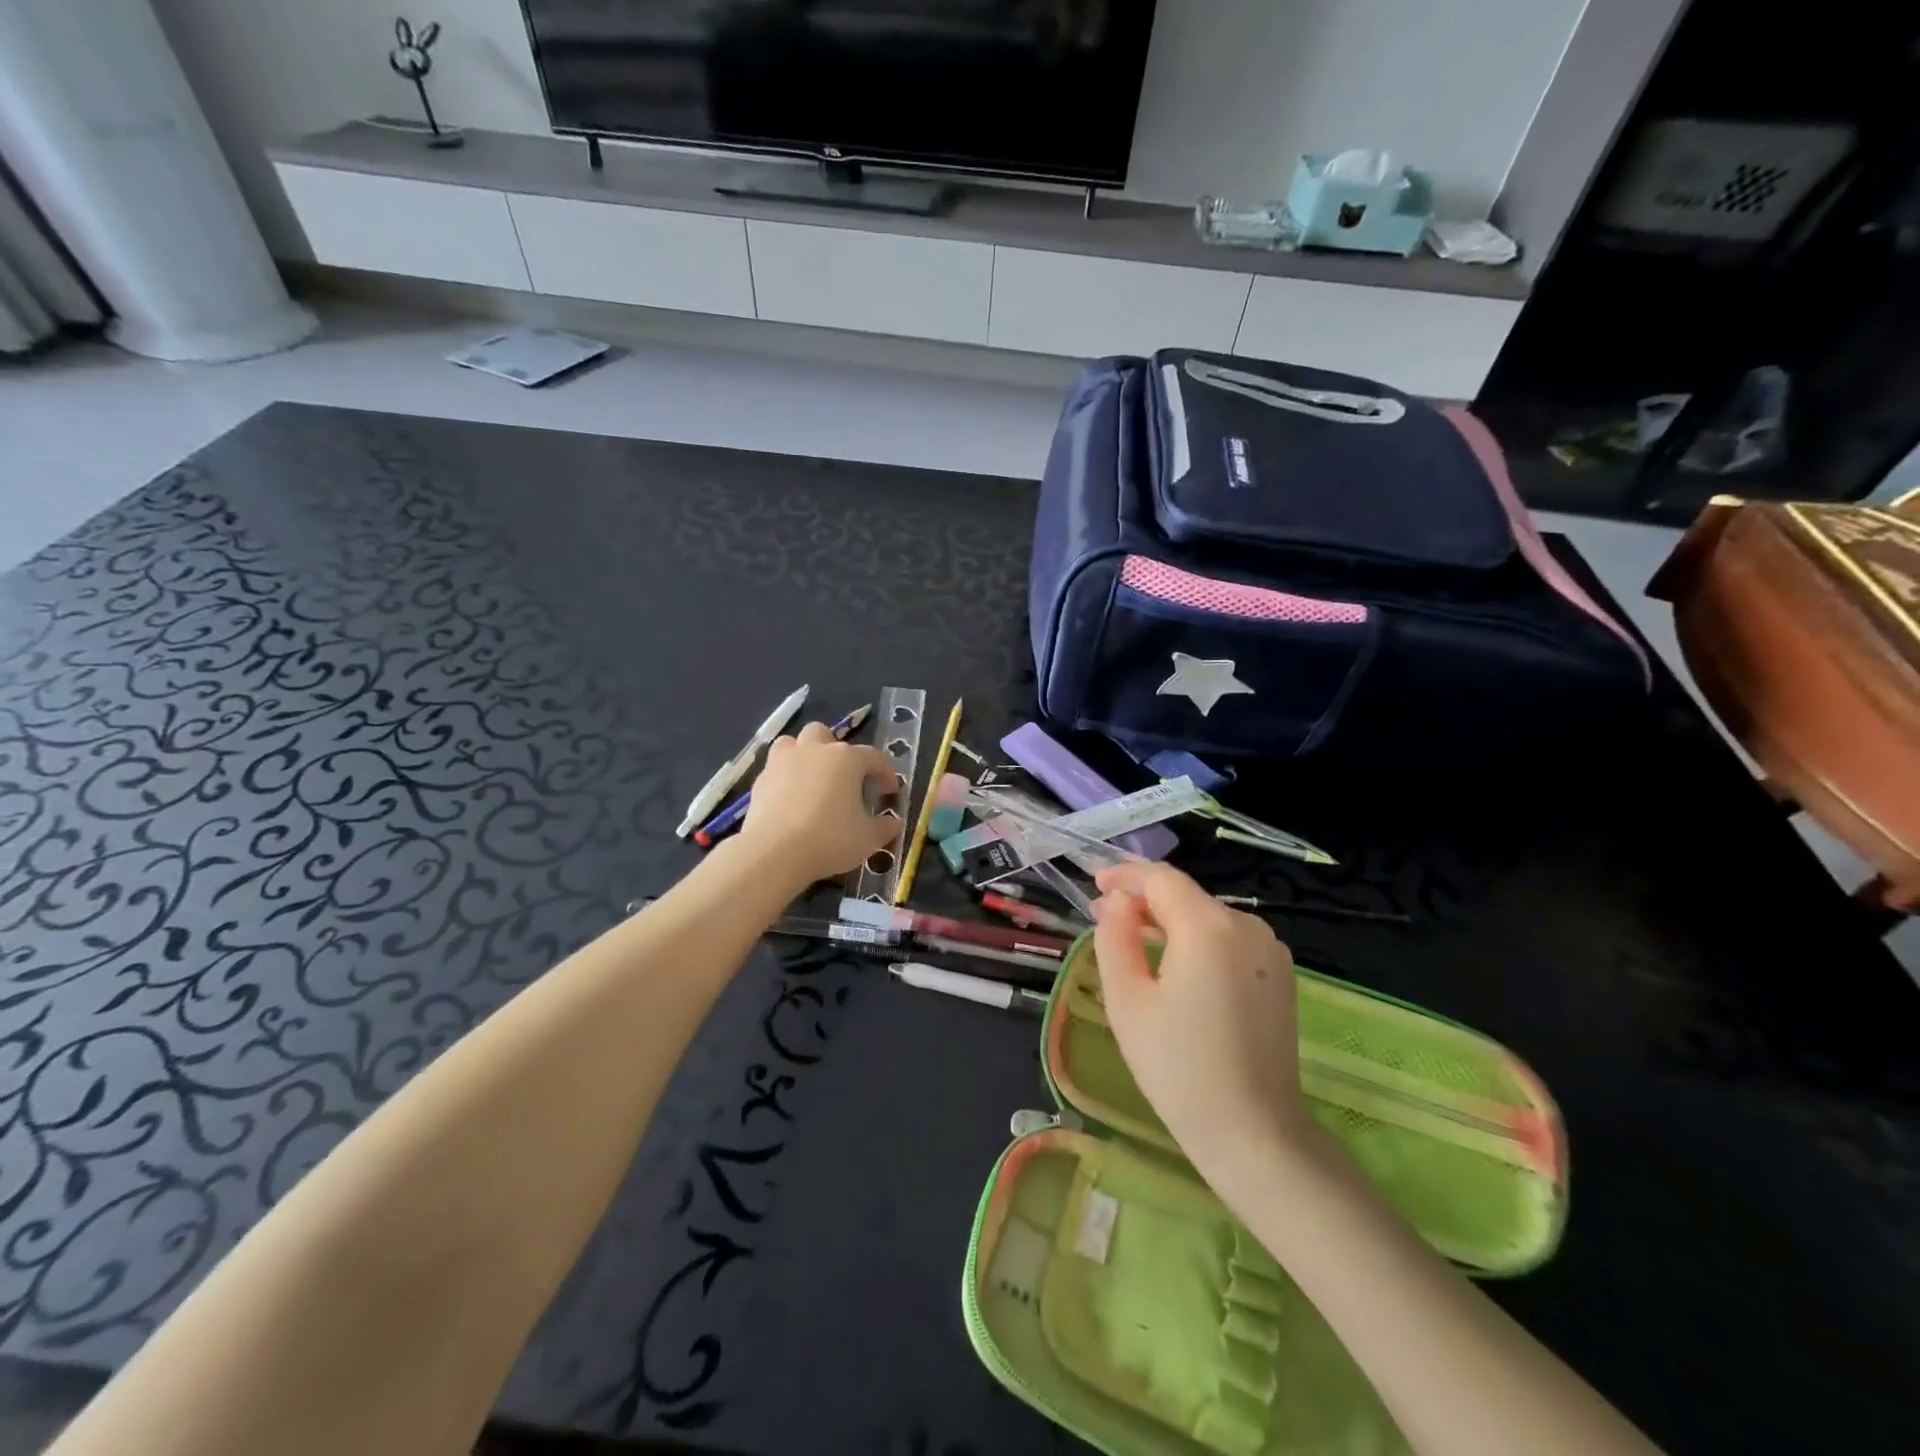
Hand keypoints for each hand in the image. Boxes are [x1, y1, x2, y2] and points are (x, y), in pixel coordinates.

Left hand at [739, 722, 899, 887]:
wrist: (774, 852)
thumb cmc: (830, 839)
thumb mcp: (868, 838)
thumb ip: (885, 827)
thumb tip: (893, 823)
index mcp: (846, 759)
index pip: (873, 757)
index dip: (885, 773)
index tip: (889, 792)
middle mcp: (814, 750)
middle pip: (826, 735)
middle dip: (836, 751)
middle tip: (844, 779)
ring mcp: (782, 761)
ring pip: (793, 743)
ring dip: (804, 754)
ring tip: (812, 780)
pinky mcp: (760, 779)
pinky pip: (776, 768)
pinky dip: (785, 778)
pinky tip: (790, 800)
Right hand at [1090, 862, 1310, 1171]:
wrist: (1254, 1133)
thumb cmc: (1178, 1066)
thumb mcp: (1127, 999)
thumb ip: (1115, 937)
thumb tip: (1120, 903)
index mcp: (1208, 926)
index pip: (1161, 879)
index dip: (1125, 876)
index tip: (1095, 885)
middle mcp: (1247, 926)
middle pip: (1186, 895)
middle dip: (1143, 899)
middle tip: (1105, 916)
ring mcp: (1271, 950)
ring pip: (1207, 917)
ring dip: (1169, 920)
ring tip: (1134, 939)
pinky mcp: (1280, 975)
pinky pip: (1229, 940)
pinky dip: (1197, 940)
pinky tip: (1175, 963)